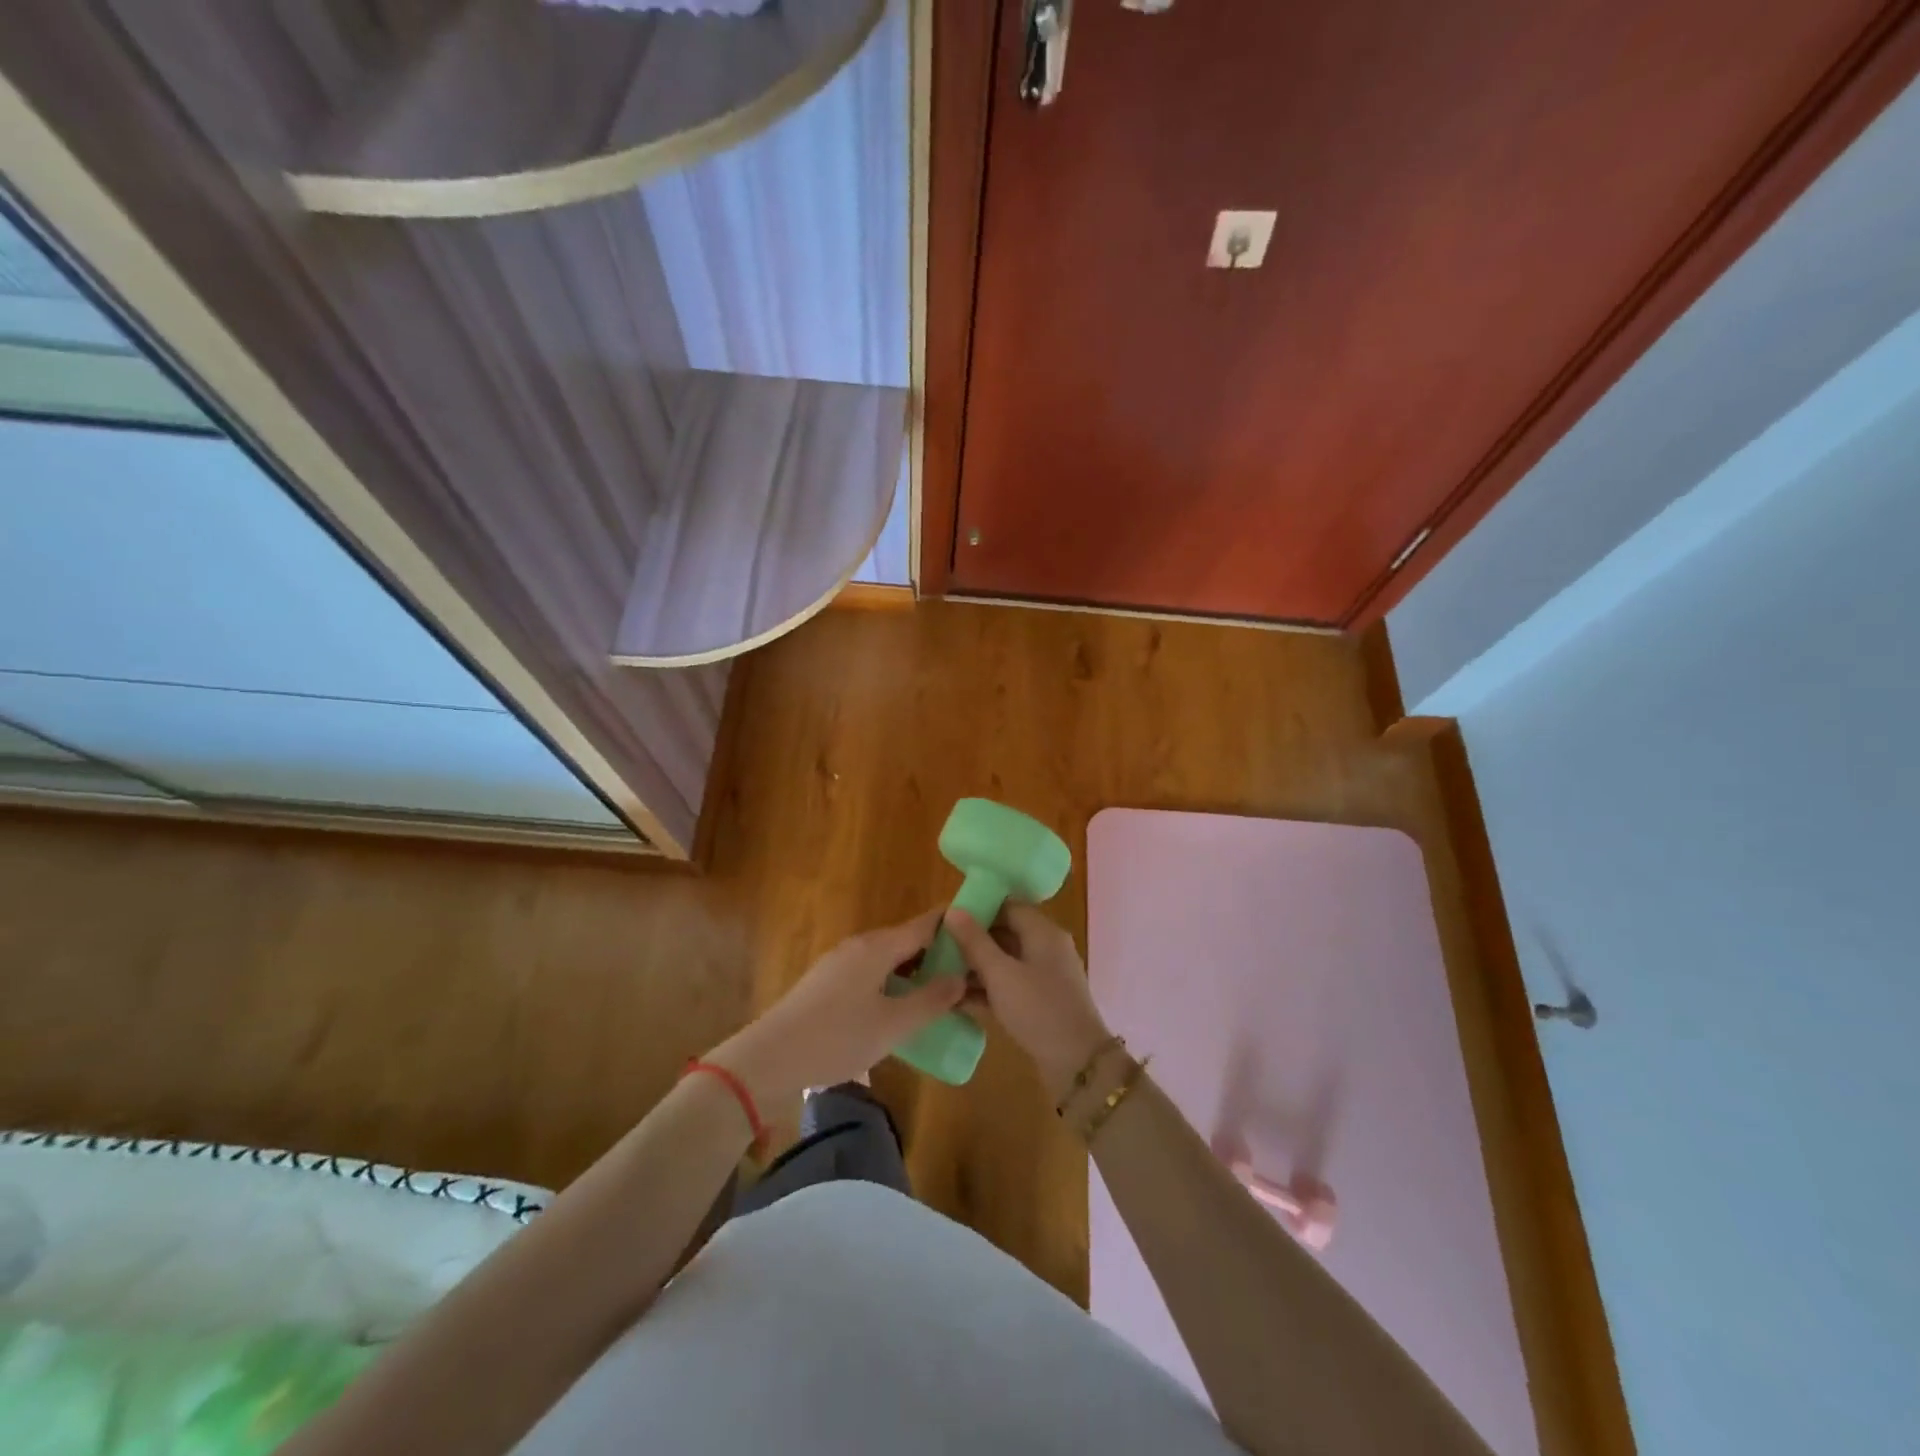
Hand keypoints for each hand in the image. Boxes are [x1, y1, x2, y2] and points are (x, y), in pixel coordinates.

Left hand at [705, 907, 964, 1111]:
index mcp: (878, 946)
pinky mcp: (827, 984)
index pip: (926, 923)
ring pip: (889, 959)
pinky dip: (894, 984)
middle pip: (908, 940)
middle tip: (970, 975)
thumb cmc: (837, 1038)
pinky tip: (902, 1010)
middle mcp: (860, 945)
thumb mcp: (893, 1025)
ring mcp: (840, 963)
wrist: (769, 1059)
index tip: (983, 932)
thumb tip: (961, 976)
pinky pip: (872, 974)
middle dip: (939, 954)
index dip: (955, 925)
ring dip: (915, 972)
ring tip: (942, 996)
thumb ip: (931, 1000)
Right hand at [943, 904, 1112, 1103]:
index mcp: (1043, 932)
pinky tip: (957, 999)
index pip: (1008, 905)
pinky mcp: (1041, 1002)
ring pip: (1005, 961)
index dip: (978, 908)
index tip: (947, 918)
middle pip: (1006, 932)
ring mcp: (1046, 976)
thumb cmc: (1038, 1009)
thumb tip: (953, 909)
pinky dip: (987, 989)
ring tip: (941, 974)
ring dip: (976, 967)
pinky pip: (1010, 985)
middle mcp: (1047, 948)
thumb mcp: (1000, 974)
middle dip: (973, 940)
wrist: (1078, 1064)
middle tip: (938, 948)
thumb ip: (975, 942)